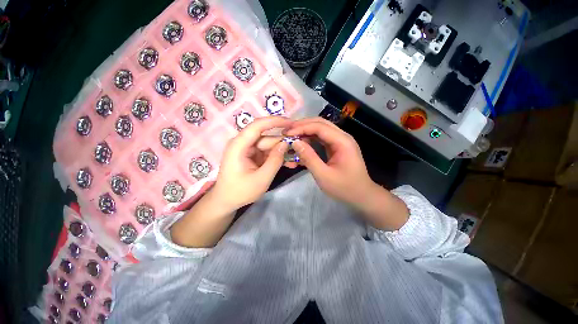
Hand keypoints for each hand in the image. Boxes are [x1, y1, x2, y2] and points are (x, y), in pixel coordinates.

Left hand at [171, 116, 291, 247]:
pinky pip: (267, 152)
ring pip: (269, 145)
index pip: (257, 126)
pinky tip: (287, 163)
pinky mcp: (252, 155)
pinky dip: (277, 157)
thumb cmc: (240, 192)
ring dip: (282, 152)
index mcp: (239, 145)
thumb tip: (286, 143)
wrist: (226, 201)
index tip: (291, 123)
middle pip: (267, 138)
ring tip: (294, 161)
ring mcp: (248, 149)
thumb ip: (275, 160)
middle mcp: (243, 143)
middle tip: (299, 151)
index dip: (275, 121)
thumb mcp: (261, 179)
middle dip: (283, 144)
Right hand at [286, 117, 408, 230]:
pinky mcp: (336, 147)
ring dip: (305, 132)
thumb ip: (309, 158)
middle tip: (286, 132)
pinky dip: (309, 140)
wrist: (361, 195)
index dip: (301, 128)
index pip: (319, 127)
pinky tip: (300, 144)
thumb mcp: (324, 175)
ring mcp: (339, 141)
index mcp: (342, 141)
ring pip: (319, 129)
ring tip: (291, 137)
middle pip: (320, 123)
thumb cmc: (344, 188)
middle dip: (302, 126)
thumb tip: (295, 142)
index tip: (286, 134)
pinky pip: (321, 139)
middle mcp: (342, 137)